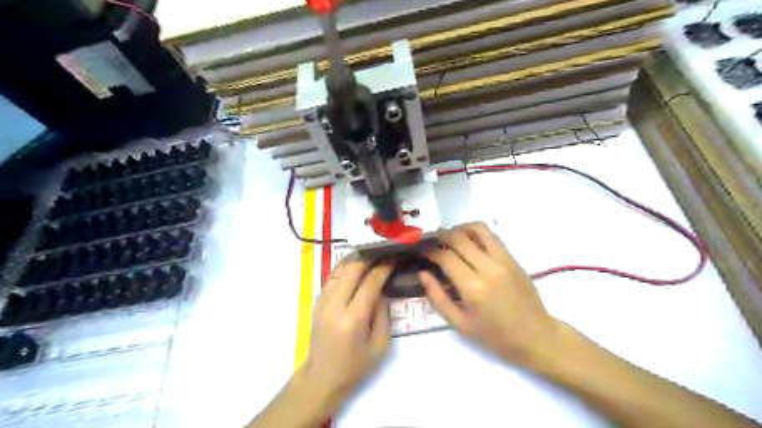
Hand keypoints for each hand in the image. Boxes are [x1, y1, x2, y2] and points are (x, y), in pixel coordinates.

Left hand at [300, 256, 392, 412]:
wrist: (321, 377)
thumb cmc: (355, 367)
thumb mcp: (380, 345)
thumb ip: (383, 314)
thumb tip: (383, 289)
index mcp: (353, 319)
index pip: (370, 283)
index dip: (384, 267)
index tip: (394, 258)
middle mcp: (335, 305)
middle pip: (352, 268)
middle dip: (370, 257)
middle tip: (383, 254)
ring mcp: (322, 301)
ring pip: (340, 268)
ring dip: (356, 259)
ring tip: (371, 256)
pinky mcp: (317, 301)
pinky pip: (332, 276)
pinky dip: (345, 268)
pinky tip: (356, 267)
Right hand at [419, 223, 560, 365]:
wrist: (536, 336)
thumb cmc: (495, 336)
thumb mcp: (460, 324)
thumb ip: (438, 297)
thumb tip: (422, 274)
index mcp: (473, 288)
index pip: (446, 257)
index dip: (430, 252)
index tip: (422, 252)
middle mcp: (488, 268)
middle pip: (459, 239)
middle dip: (441, 236)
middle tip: (432, 241)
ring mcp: (503, 260)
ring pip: (478, 230)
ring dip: (459, 229)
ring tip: (450, 236)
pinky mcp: (513, 258)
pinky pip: (492, 236)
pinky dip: (476, 232)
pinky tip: (468, 240)